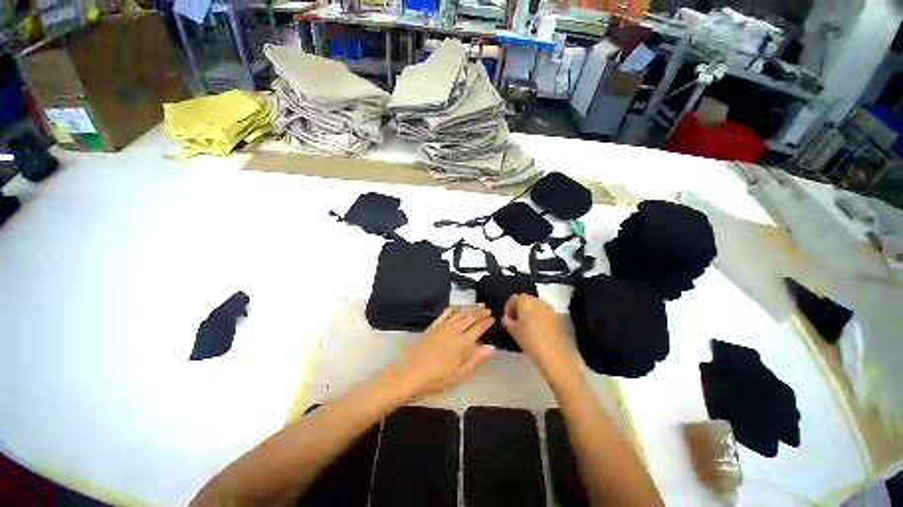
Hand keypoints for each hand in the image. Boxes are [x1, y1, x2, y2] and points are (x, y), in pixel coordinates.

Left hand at [385, 305, 494, 398]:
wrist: (410, 373)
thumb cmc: (437, 378)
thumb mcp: (459, 374)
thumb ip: (476, 359)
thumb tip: (491, 348)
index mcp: (463, 343)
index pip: (478, 328)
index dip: (486, 322)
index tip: (492, 317)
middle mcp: (454, 331)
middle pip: (470, 318)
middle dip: (480, 312)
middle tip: (487, 308)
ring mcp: (443, 327)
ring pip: (459, 313)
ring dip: (469, 308)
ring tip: (477, 304)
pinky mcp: (433, 326)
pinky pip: (445, 313)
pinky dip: (453, 308)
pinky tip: (457, 306)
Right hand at [502, 294, 580, 381]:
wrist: (554, 353)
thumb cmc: (529, 339)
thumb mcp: (512, 330)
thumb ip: (507, 320)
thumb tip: (507, 317)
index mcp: (525, 301)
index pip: (514, 298)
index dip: (508, 306)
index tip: (507, 317)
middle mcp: (537, 300)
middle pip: (526, 299)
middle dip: (520, 307)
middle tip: (516, 320)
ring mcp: (549, 308)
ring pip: (536, 305)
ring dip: (530, 311)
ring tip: (527, 325)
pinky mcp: (557, 316)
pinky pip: (544, 312)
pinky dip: (539, 316)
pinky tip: (538, 329)